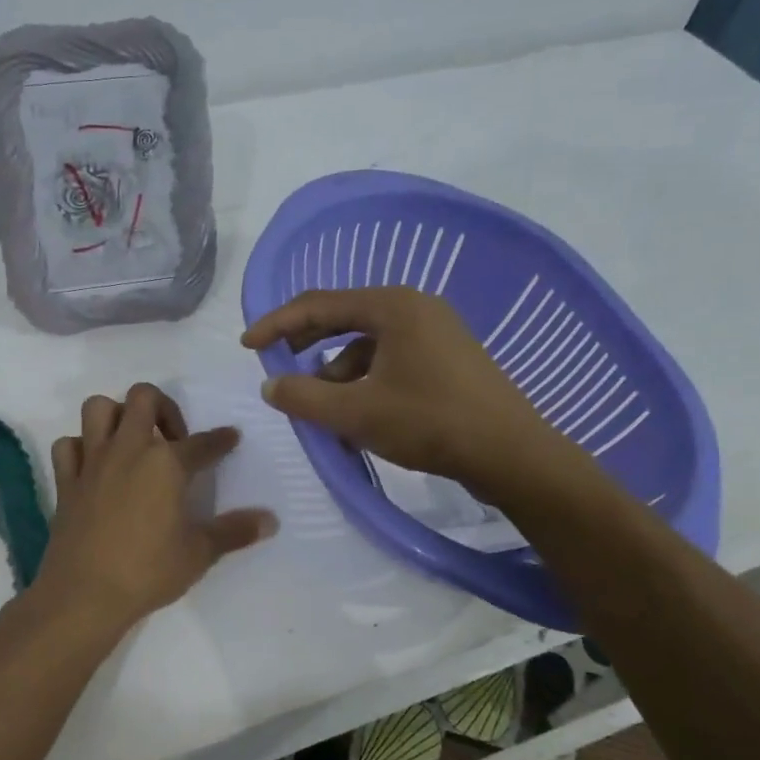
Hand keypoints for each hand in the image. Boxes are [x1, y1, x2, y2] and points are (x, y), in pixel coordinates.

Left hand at [29, 383, 276, 638]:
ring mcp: (92, 462)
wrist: (84, 595)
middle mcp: (129, 450)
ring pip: (98, 408)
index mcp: (166, 464)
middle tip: (174, 438)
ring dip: (117, 415)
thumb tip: (271, 520)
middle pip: (144, 398)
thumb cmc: (148, 572)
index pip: (202, 443)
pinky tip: (94, 465)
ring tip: (132, 440)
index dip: (221, 440)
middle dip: (164, 407)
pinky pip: (68, 445)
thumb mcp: (200, 553)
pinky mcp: (66, 481)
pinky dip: (80, 448)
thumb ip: (235, 531)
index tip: (230, 437)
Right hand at [242, 286, 587, 500]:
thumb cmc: (430, 423)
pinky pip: (391, 360)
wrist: (512, 454)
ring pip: (368, 345)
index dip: (277, 324)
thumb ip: (304, 396)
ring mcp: (436, 332)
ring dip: (337, 372)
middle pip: (344, 318)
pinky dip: (366, 382)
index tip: (247, 346)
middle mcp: (415, 308)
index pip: (319, 304)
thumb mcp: (356, 412)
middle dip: (306, 344)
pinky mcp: (448, 359)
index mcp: (392, 306)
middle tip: (278, 366)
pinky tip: (358, 416)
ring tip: (323, 409)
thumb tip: (271, 385)